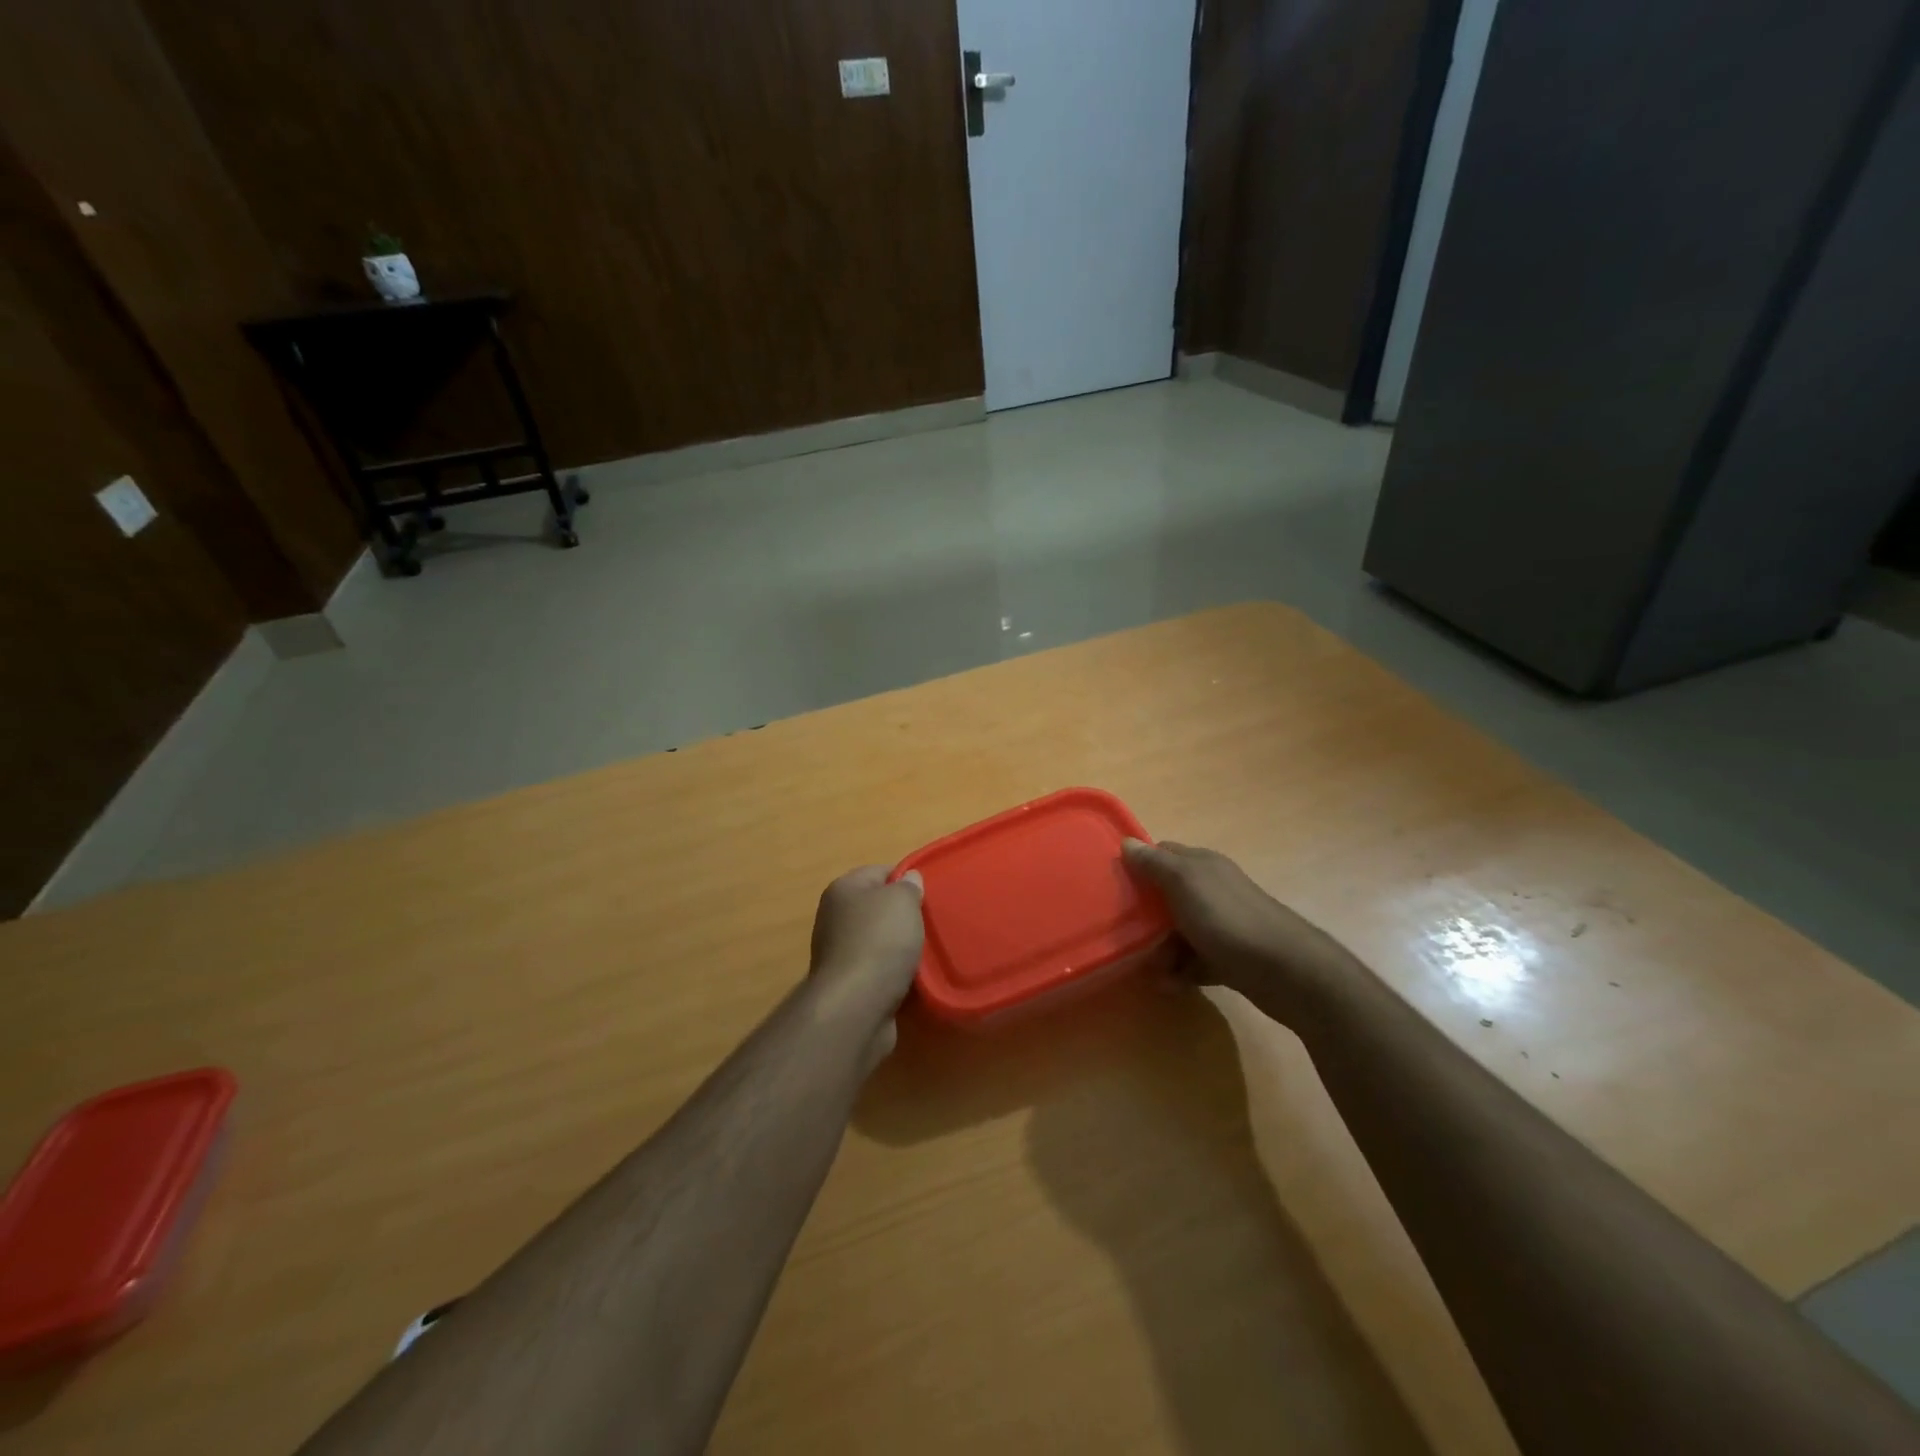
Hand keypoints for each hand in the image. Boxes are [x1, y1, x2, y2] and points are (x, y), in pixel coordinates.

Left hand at [807, 866, 924, 1064]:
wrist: (857, 1005)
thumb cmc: (880, 941)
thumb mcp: (902, 901)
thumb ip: (908, 886)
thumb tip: (908, 878)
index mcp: (843, 890)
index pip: (880, 872)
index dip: (907, 879)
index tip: (931, 894)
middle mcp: (835, 918)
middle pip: (879, 909)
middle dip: (905, 916)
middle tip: (933, 923)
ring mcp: (840, 953)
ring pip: (881, 942)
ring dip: (902, 948)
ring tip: (930, 952)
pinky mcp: (849, 985)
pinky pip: (879, 970)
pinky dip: (896, 973)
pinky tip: (916, 978)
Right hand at [1122, 839, 1350, 1021]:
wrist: (1287, 971)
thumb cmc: (1228, 919)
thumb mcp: (1185, 883)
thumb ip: (1155, 864)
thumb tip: (1127, 842)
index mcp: (1202, 865)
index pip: (1162, 855)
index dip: (1138, 866)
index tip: (1113, 884)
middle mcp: (1213, 890)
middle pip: (1168, 895)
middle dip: (1145, 913)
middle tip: (1122, 930)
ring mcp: (1223, 924)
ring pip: (1180, 931)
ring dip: (1160, 948)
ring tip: (1146, 967)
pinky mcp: (1230, 957)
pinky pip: (1196, 960)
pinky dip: (1180, 972)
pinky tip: (1168, 985)